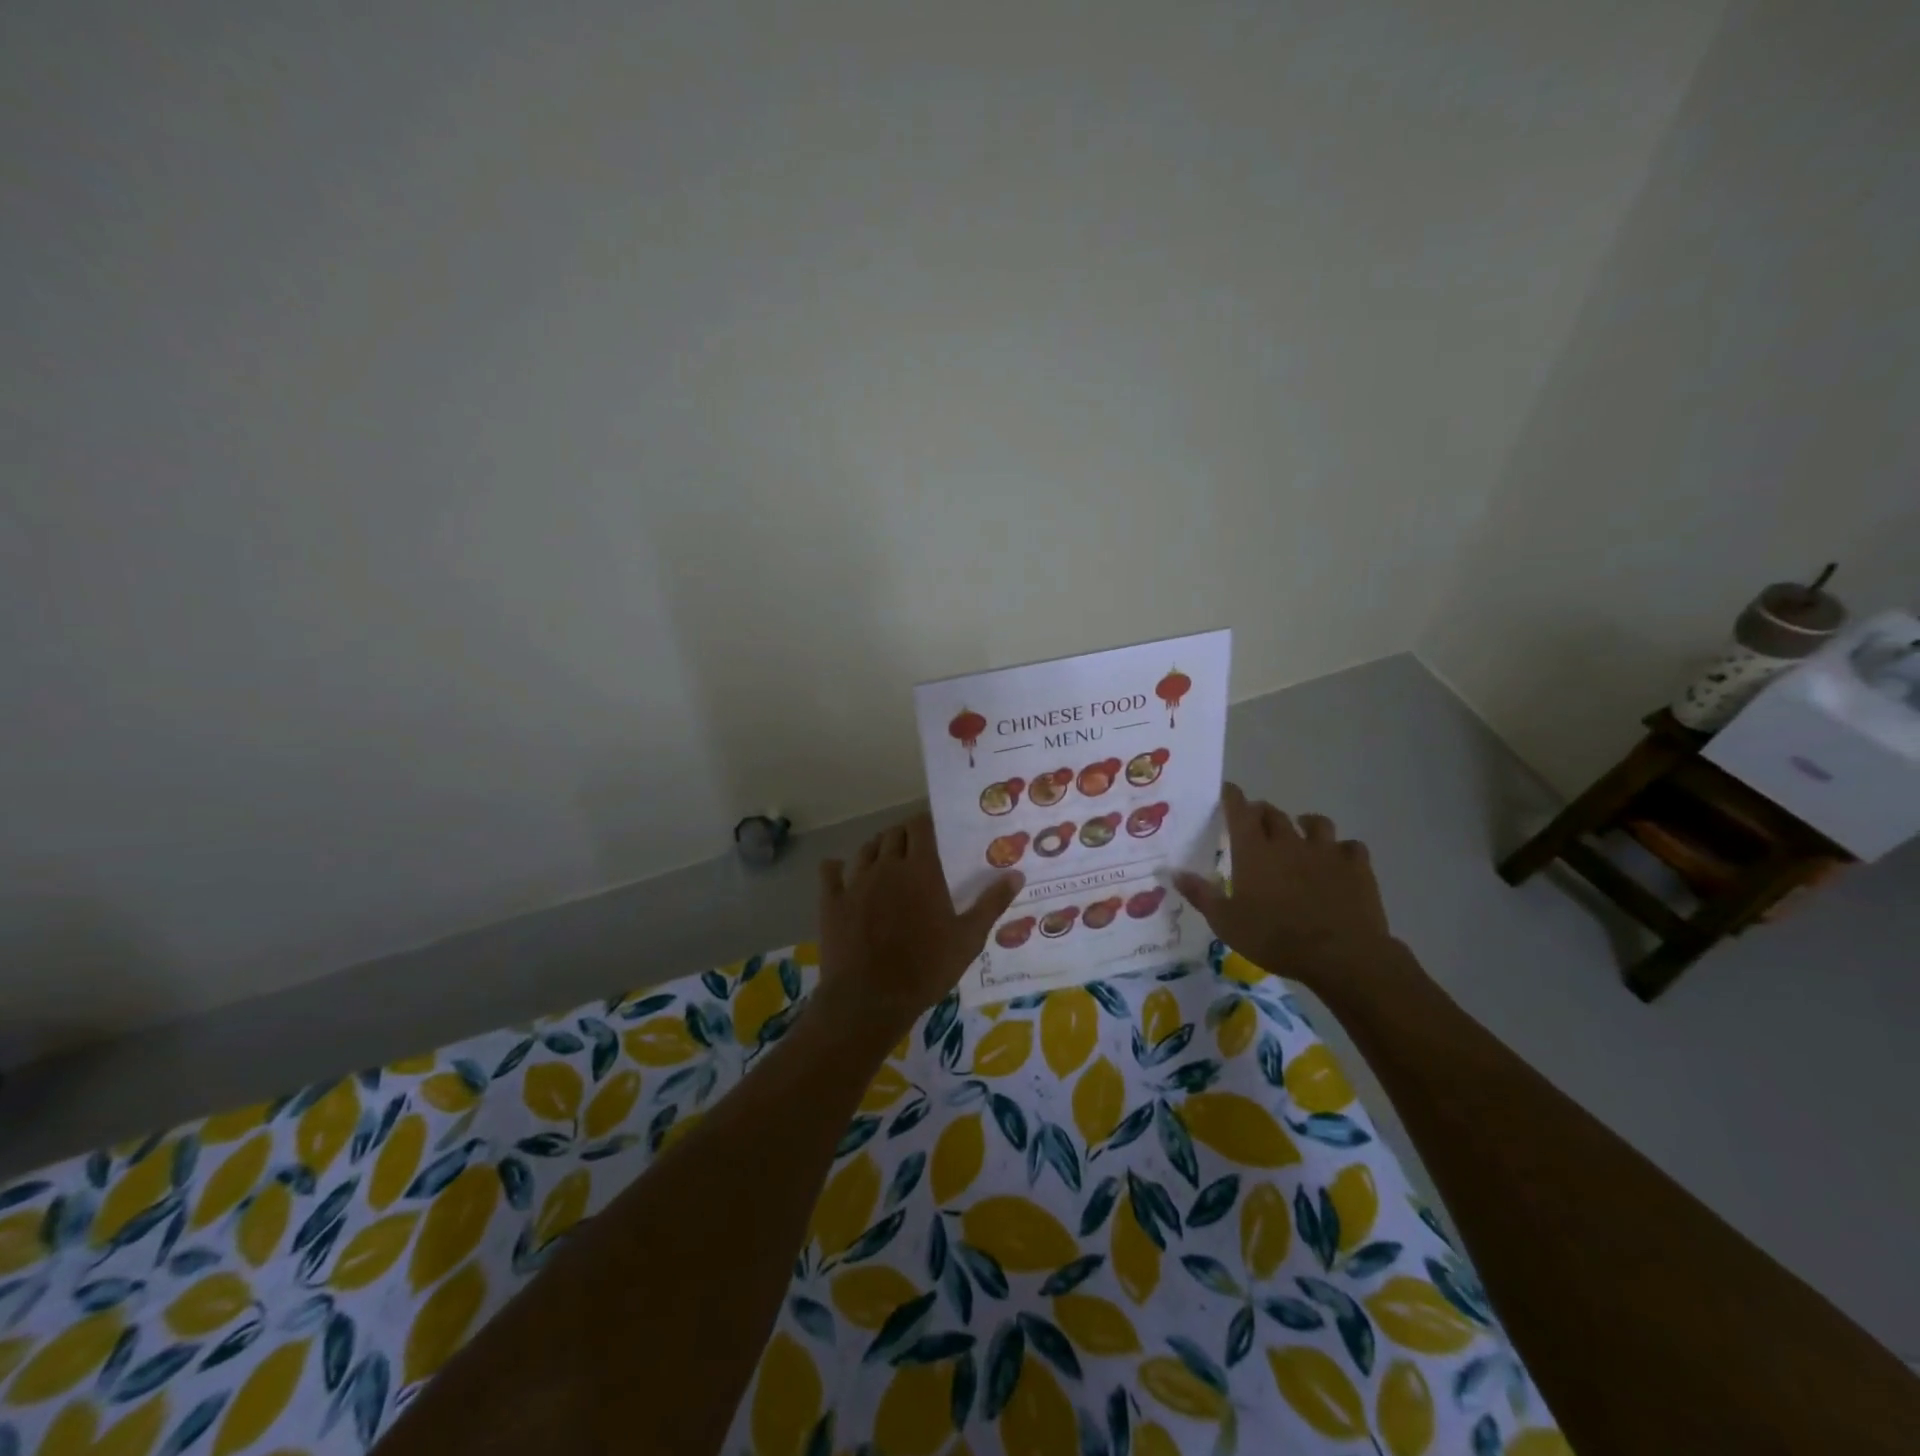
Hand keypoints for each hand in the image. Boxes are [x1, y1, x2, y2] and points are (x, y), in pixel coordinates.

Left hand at [816, 813, 1023, 1037]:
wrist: (869, 999)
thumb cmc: (926, 968)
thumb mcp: (968, 939)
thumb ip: (991, 904)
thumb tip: (1016, 874)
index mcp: (920, 869)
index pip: (920, 827)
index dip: (926, 823)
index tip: (934, 831)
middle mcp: (886, 866)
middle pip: (893, 834)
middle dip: (904, 835)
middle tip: (915, 849)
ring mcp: (855, 882)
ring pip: (865, 849)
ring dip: (877, 848)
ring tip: (886, 859)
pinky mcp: (832, 902)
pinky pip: (830, 873)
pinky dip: (836, 868)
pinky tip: (839, 870)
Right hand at [1174, 784, 1394, 989]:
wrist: (1341, 955)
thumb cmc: (1275, 938)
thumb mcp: (1226, 923)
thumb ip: (1200, 894)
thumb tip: (1173, 872)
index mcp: (1254, 851)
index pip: (1239, 810)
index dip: (1231, 796)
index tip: (1226, 791)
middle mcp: (1288, 841)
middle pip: (1273, 813)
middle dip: (1262, 812)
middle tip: (1256, 822)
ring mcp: (1326, 851)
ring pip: (1316, 822)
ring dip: (1305, 824)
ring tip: (1301, 832)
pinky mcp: (1357, 866)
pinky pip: (1351, 847)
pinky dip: (1342, 850)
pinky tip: (1339, 860)